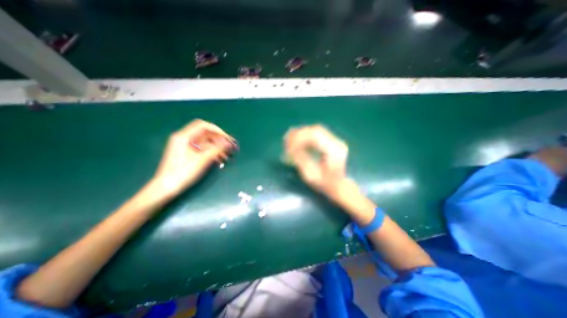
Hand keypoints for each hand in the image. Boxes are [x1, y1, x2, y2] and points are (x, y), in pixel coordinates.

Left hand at [149, 120, 235, 195]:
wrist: (167, 188)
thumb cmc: (182, 173)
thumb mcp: (201, 160)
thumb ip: (216, 149)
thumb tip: (229, 142)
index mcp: (184, 137)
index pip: (203, 126)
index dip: (217, 130)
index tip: (227, 138)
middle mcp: (184, 139)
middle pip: (206, 134)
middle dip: (219, 140)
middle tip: (231, 147)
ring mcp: (186, 146)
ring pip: (206, 143)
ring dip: (217, 148)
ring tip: (227, 155)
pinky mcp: (188, 154)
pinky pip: (203, 149)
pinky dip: (212, 153)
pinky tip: (220, 159)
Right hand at [286, 124, 352, 200]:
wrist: (339, 185)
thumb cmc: (325, 184)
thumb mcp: (311, 175)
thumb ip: (301, 160)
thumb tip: (290, 148)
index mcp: (334, 151)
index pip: (315, 136)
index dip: (300, 139)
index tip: (289, 146)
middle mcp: (337, 143)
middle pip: (316, 131)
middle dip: (299, 134)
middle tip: (286, 140)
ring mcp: (335, 141)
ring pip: (316, 130)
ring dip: (301, 133)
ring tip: (289, 138)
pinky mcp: (331, 141)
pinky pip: (317, 134)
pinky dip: (305, 135)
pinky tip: (297, 138)